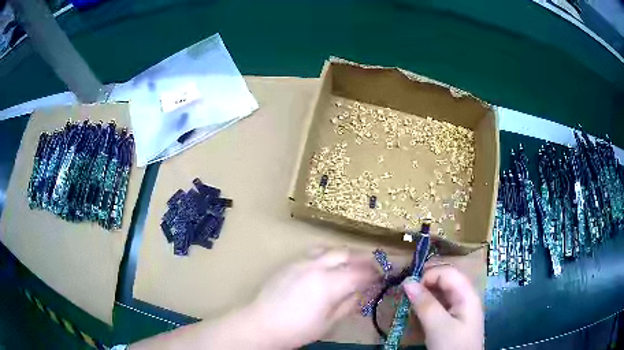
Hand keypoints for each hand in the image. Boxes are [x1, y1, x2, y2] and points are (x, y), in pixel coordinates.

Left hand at [246, 247, 380, 348]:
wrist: (261, 323)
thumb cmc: (297, 329)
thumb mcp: (329, 322)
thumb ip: (349, 303)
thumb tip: (363, 291)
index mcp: (329, 283)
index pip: (360, 272)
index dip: (375, 274)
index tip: (383, 277)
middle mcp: (316, 266)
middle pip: (347, 253)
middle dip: (364, 258)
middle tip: (373, 267)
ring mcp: (301, 261)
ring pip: (331, 249)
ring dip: (346, 254)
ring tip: (353, 265)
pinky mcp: (291, 262)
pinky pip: (315, 252)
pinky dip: (329, 255)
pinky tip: (330, 266)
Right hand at [403, 265, 483, 349]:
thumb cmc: (452, 346)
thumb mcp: (438, 326)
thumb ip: (425, 304)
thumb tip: (407, 282)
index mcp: (467, 294)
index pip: (448, 272)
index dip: (428, 276)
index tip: (409, 290)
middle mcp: (465, 297)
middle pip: (446, 281)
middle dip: (425, 285)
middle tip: (407, 298)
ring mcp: (461, 309)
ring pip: (442, 294)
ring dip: (425, 297)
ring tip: (411, 308)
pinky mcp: (455, 320)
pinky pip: (441, 306)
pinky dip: (428, 308)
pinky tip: (420, 316)